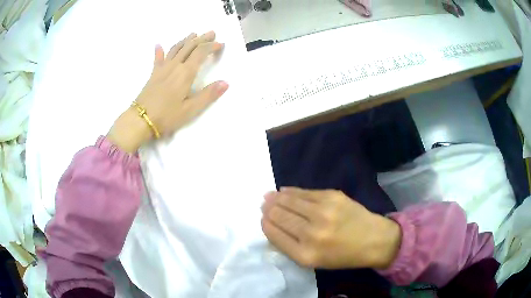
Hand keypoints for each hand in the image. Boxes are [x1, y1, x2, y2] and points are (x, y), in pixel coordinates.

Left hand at [108, 31, 228, 152]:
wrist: (141, 120)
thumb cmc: (167, 116)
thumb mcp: (190, 109)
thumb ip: (208, 95)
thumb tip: (225, 83)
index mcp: (185, 73)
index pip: (201, 52)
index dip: (211, 46)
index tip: (220, 44)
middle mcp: (175, 66)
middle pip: (189, 46)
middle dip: (201, 38)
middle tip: (211, 33)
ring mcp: (162, 68)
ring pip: (175, 49)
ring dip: (186, 40)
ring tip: (193, 34)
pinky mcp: (153, 74)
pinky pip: (158, 59)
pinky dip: (159, 51)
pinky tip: (159, 45)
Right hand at [261, 187, 401, 268]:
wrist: (373, 240)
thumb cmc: (342, 255)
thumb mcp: (313, 261)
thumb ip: (290, 246)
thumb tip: (272, 225)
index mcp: (305, 254)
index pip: (274, 234)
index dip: (265, 223)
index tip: (262, 218)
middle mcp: (311, 233)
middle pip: (279, 215)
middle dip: (268, 209)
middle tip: (263, 204)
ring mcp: (323, 212)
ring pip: (289, 201)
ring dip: (276, 198)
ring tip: (269, 196)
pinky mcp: (332, 196)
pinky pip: (304, 192)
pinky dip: (291, 191)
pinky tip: (284, 191)